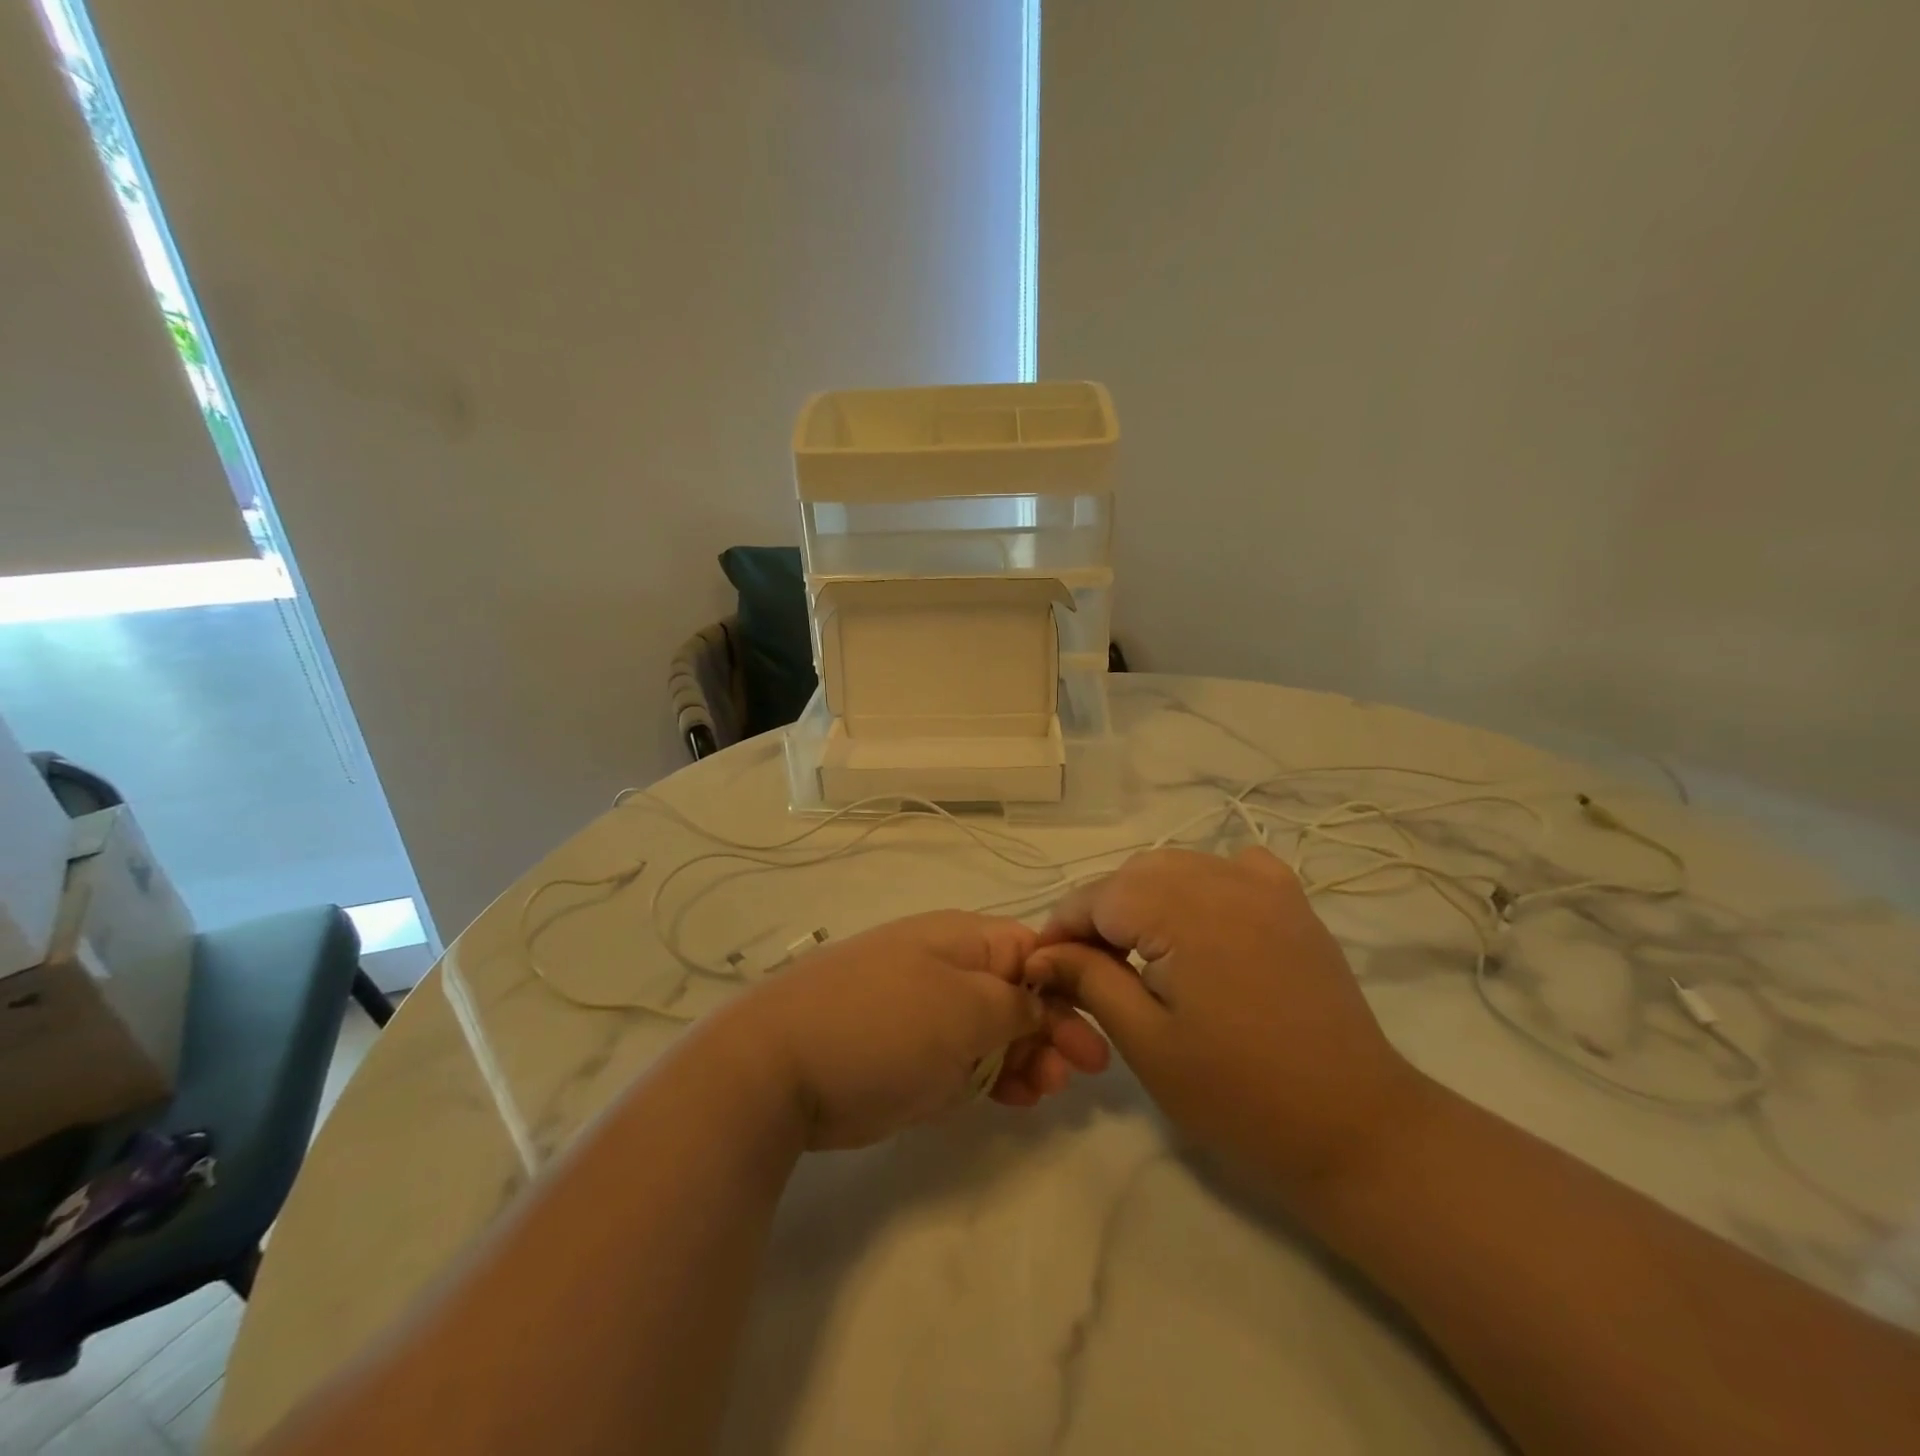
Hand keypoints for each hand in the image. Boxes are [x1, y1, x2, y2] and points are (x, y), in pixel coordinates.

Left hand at [710, 911, 1105, 1150]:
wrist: (782, 1067)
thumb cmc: (885, 1024)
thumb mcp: (965, 1008)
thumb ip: (1015, 1004)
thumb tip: (1041, 1002)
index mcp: (962, 940)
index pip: (1031, 950)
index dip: (1067, 986)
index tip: (1094, 1029)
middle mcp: (947, 968)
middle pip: (1017, 993)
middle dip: (1052, 1029)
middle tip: (1080, 1072)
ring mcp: (926, 1012)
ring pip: (995, 1032)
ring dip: (1028, 1059)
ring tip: (1048, 1092)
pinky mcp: (909, 1055)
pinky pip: (966, 1062)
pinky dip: (994, 1078)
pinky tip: (1017, 1099)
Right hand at [1026, 848, 1426, 1189]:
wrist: (1355, 1128)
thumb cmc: (1240, 1096)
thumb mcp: (1147, 1042)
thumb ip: (1089, 981)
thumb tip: (1042, 954)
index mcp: (1184, 911)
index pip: (1099, 896)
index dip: (1062, 927)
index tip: (1042, 966)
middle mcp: (1223, 880)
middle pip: (1134, 874)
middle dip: (1100, 913)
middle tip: (1085, 968)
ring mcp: (1265, 886)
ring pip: (1177, 866)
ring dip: (1143, 898)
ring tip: (1134, 951)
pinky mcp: (1292, 903)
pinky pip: (1230, 869)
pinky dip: (1199, 885)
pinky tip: (1197, 922)